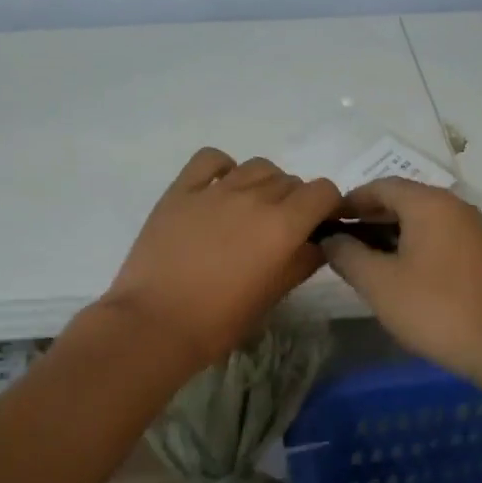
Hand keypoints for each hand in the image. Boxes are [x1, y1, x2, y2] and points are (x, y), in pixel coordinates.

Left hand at [97, 148, 341, 372]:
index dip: (327, 206)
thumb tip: (318, 243)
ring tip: (251, 210)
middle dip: (295, 201)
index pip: (323, 191)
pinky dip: (223, 167)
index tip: (319, 225)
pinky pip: (211, 159)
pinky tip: (220, 189)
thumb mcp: (272, 296)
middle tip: (280, 230)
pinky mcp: (181, 190)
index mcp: (283, 225)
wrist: (154, 323)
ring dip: (265, 183)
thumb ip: (302, 262)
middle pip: (290, 181)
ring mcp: (215, 189)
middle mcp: (254, 197)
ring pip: (257, 166)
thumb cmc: (219, 321)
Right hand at [324, 178, 481, 382]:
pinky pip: (441, 236)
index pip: (380, 186)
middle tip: (342, 244)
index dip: (350, 201)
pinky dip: (415, 245)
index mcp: (429, 203)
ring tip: (366, 261)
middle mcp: (454, 206)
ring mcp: (474, 229)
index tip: (327, 222)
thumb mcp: (379, 284)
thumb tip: (331, 239)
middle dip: (369, 218)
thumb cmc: (436, 309)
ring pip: (423, 220)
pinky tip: (402, 274)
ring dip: (391, 233)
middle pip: (403, 200)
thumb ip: (347, 255)